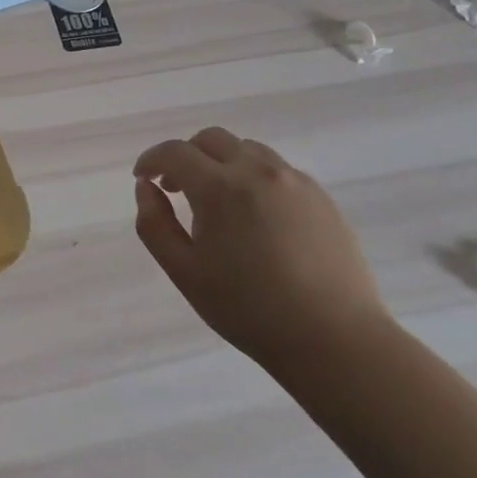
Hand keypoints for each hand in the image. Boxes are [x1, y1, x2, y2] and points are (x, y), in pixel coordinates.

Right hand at [132, 127, 386, 370]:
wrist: (333, 338)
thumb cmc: (248, 309)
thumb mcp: (184, 272)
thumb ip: (155, 224)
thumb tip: (146, 187)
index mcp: (220, 188)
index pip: (175, 152)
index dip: (151, 159)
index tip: (143, 178)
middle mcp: (257, 171)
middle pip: (211, 139)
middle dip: (186, 156)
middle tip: (176, 188)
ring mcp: (294, 180)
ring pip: (246, 149)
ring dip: (221, 162)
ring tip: (217, 201)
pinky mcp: (320, 196)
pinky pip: (276, 169)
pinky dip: (252, 176)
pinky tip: (254, 215)